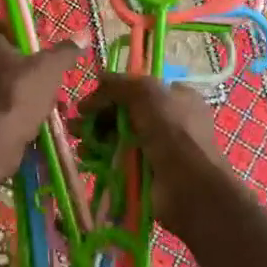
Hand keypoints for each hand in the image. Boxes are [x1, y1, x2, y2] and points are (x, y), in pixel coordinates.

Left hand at [0, 24, 86, 155]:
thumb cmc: (20, 93)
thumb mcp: (50, 68)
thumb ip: (65, 51)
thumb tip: (83, 35)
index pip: (5, 29)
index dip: (25, 37)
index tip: (44, 49)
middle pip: (8, 60)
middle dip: (32, 70)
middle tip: (52, 80)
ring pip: (7, 86)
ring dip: (28, 94)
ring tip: (51, 106)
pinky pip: (1, 107)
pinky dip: (18, 112)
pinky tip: (36, 123)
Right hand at [77, 73, 231, 242]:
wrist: (190, 188)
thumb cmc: (172, 132)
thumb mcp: (146, 93)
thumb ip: (120, 84)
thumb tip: (99, 77)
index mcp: (176, 97)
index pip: (137, 89)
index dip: (112, 92)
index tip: (89, 100)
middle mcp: (169, 121)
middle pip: (125, 112)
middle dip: (98, 116)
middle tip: (76, 122)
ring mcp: (158, 149)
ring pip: (119, 137)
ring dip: (95, 136)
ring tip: (78, 140)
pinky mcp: (146, 174)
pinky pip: (119, 160)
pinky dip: (101, 157)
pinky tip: (87, 156)